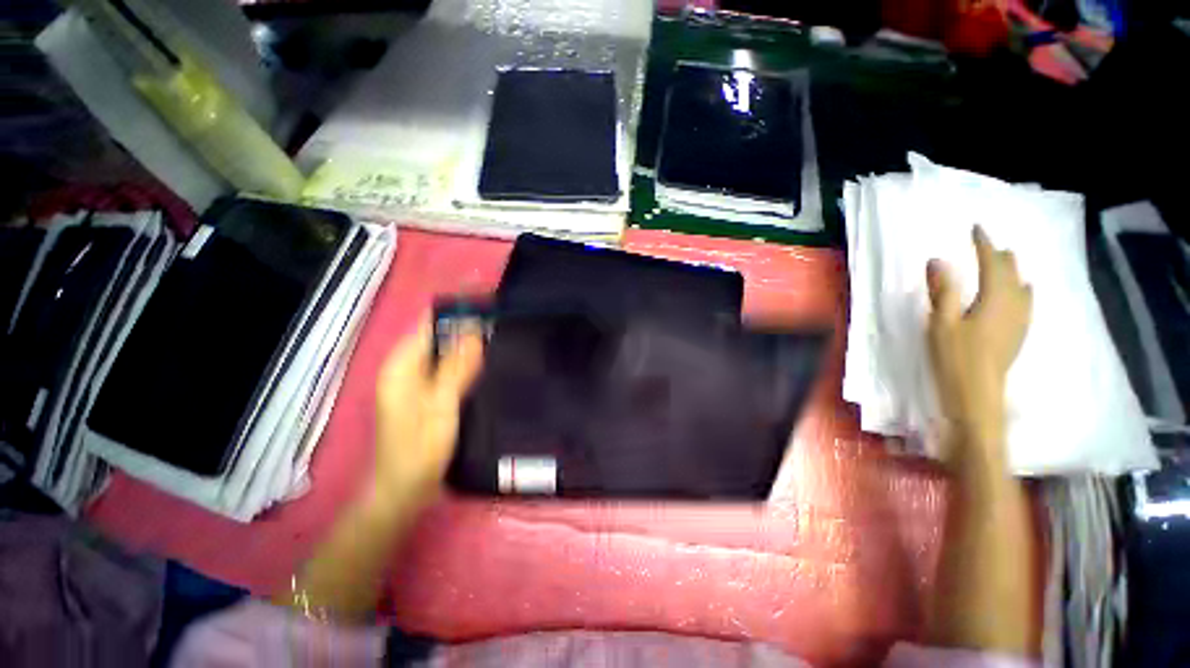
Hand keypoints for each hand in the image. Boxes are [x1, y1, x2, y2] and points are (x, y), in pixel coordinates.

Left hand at [373, 316, 483, 505]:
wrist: (402, 491)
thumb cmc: (419, 450)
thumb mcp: (441, 406)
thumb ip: (457, 367)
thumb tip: (474, 330)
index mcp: (402, 365)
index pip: (430, 323)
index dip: (457, 310)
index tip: (487, 303)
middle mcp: (405, 367)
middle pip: (438, 335)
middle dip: (466, 327)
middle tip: (499, 323)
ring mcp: (414, 381)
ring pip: (444, 351)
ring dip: (467, 344)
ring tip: (497, 338)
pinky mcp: (425, 393)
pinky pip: (446, 367)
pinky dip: (464, 361)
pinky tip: (484, 364)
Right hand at [927, 226, 1031, 446]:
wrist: (977, 396)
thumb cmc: (955, 359)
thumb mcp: (941, 324)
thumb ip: (942, 291)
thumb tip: (937, 260)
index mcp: (995, 300)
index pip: (992, 264)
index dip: (984, 245)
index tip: (976, 228)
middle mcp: (1014, 306)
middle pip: (1011, 273)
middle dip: (1000, 256)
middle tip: (987, 244)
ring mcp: (1019, 322)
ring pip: (1021, 287)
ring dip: (1012, 271)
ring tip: (1005, 260)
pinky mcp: (1017, 334)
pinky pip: (1026, 302)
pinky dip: (1022, 290)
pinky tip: (1024, 291)